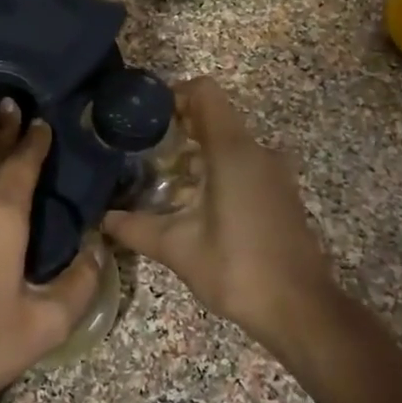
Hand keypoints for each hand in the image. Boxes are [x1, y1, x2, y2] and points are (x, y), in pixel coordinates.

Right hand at [103, 77, 334, 354]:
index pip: (204, 93)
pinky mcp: (279, 193)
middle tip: (141, 151)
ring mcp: (273, 172)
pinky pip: (242, 163)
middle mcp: (257, 151)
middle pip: (213, 116)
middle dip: (176, 128)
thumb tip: (101, 219)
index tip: (144, 118)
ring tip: (160, 178)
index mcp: (233, 151)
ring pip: (228, 142)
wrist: (300, 309)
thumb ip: (135, 227)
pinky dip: (215, 169)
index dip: (172, 95)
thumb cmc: (238, 269)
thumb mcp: (177, 248)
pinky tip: (191, 202)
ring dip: (195, 152)